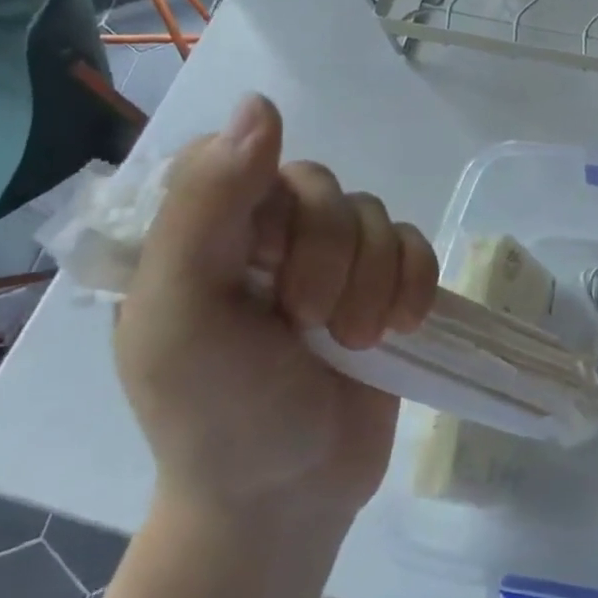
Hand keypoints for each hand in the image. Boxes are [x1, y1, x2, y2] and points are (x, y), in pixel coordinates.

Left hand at [114, 94, 437, 528]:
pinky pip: (415, 244)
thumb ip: (206, 206)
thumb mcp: (182, 315)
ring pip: (373, 216)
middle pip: (321, 188)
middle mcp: (265, 234)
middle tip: (309, 324)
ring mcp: (329, 259)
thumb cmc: (217, 415)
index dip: (268, 205)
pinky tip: (400, 327)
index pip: (241, 156)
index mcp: (200, 232)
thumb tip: (261, 102)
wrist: (290, 495)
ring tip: (353, 343)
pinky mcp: (381, 284)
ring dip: (371, 281)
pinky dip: (414, 283)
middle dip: (328, 259)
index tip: (260, 264)